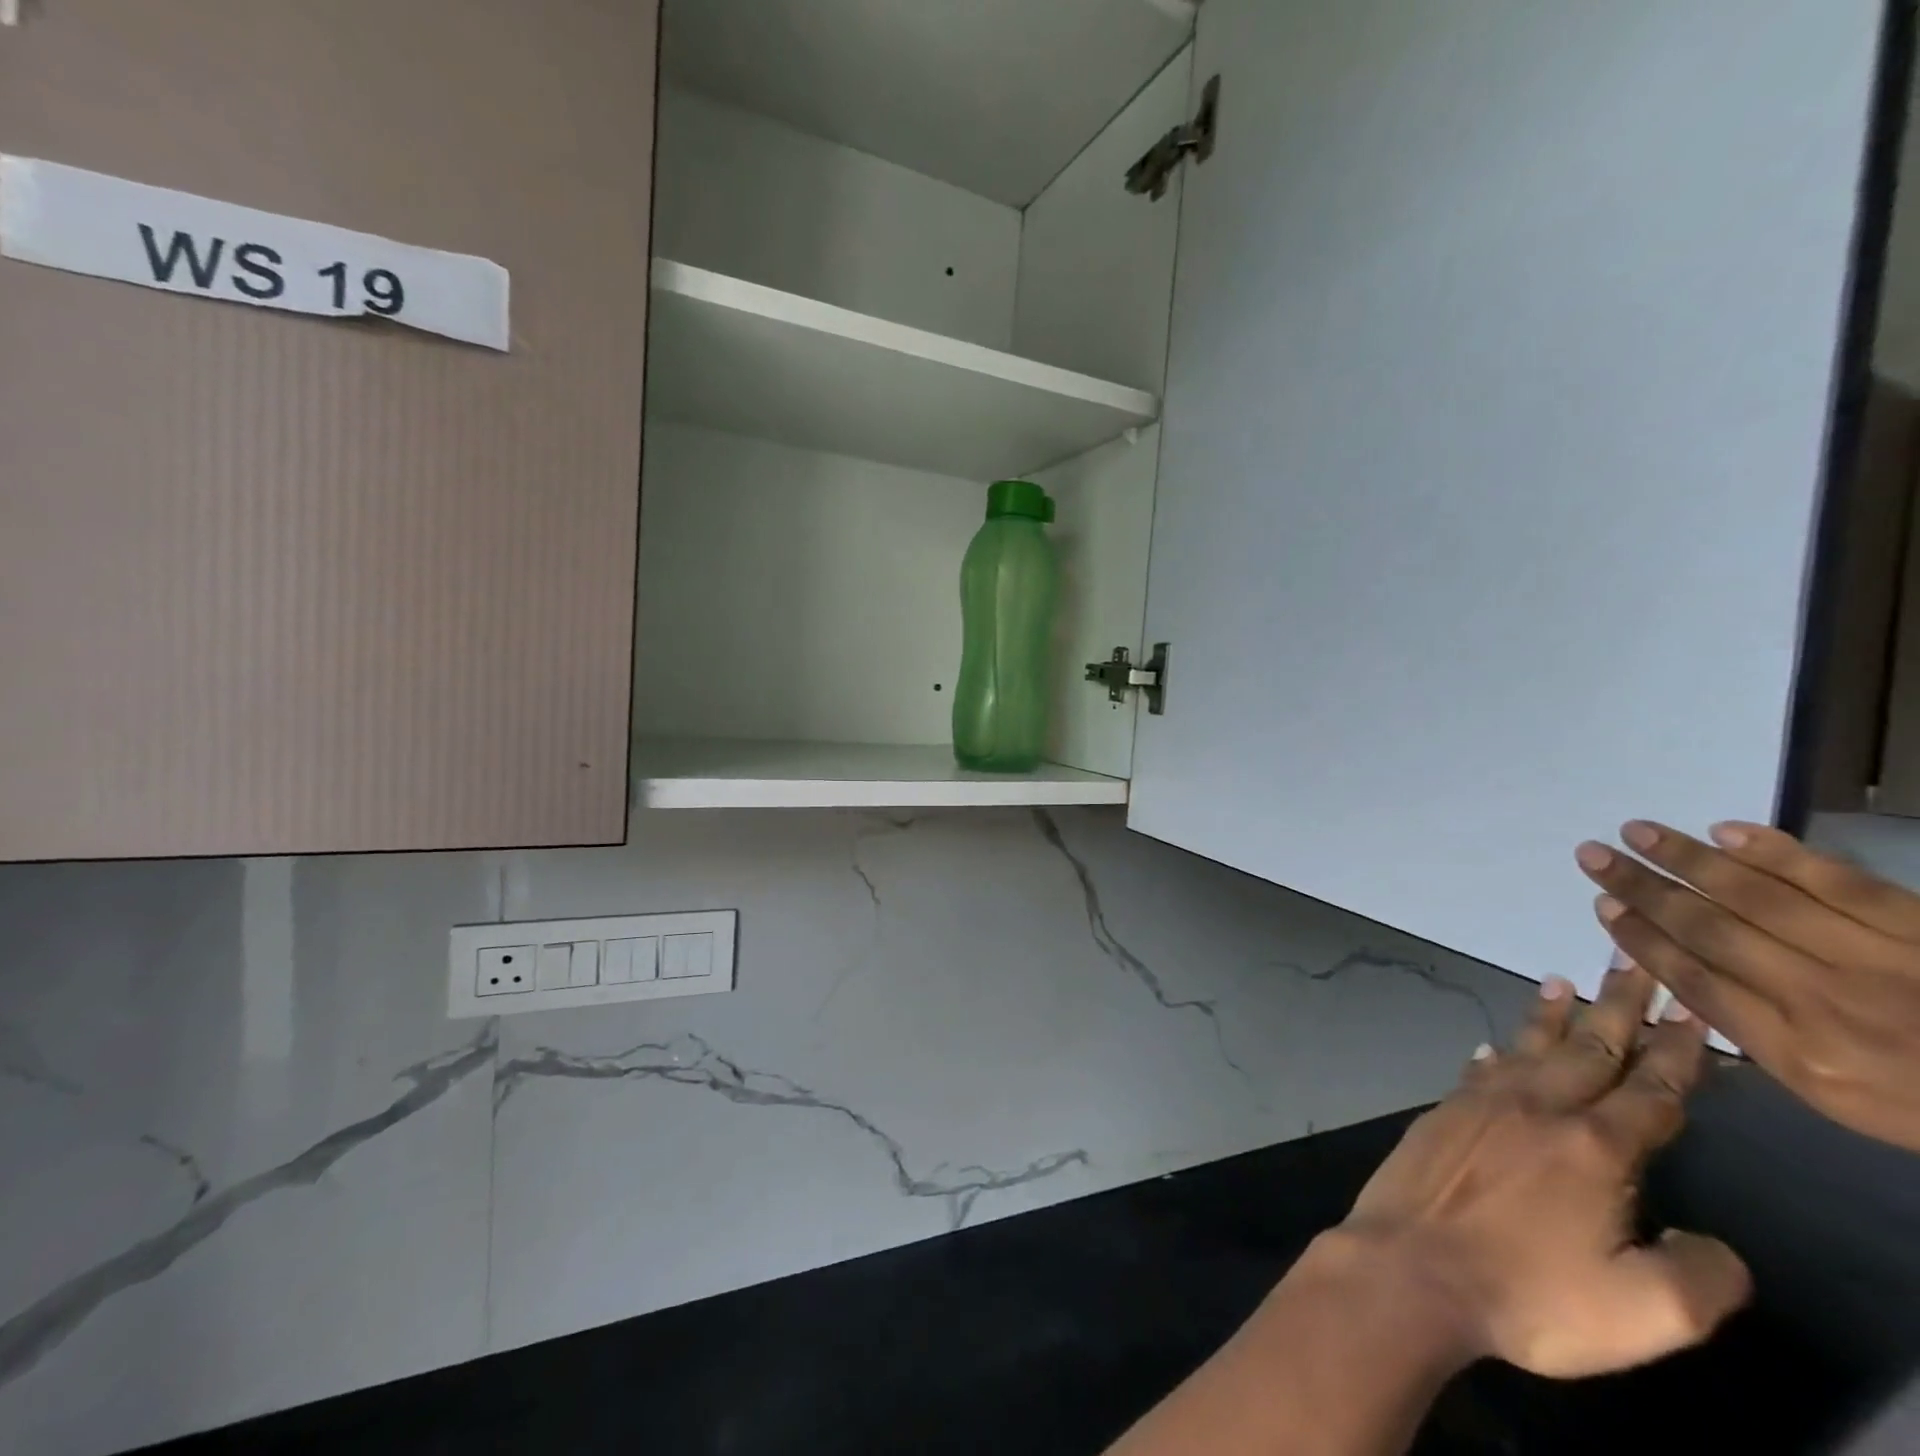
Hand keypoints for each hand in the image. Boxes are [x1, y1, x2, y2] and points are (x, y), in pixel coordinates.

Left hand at [1325, 965, 1749, 1378]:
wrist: (1411, 1265)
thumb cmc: (1529, 1294)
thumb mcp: (1647, 1314)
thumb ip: (1702, 1276)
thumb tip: (1714, 1245)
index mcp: (1594, 1148)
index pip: (1652, 1092)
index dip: (1680, 1054)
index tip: (1693, 1013)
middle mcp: (1536, 1109)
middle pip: (1588, 1048)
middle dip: (1618, 1006)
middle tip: (1631, 962)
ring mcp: (1480, 1105)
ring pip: (1527, 1047)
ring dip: (1549, 1014)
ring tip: (1560, 978)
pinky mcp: (1441, 1113)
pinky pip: (1478, 1071)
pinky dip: (1495, 1055)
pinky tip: (1494, 1049)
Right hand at [1577, 821, 1919, 1152]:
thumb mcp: (1837, 1094)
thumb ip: (1761, 1039)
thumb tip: (1685, 979)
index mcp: (1801, 1055)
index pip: (1695, 982)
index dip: (1641, 939)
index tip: (1602, 905)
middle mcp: (1825, 1001)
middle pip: (1712, 931)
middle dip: (1643, 888)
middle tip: (1593, 854)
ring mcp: (1877, 960)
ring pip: (1760, 898)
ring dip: (1689, 859)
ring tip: (1637, 830)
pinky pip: (1840, 882)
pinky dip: (1778, 853)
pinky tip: (1728, 831)